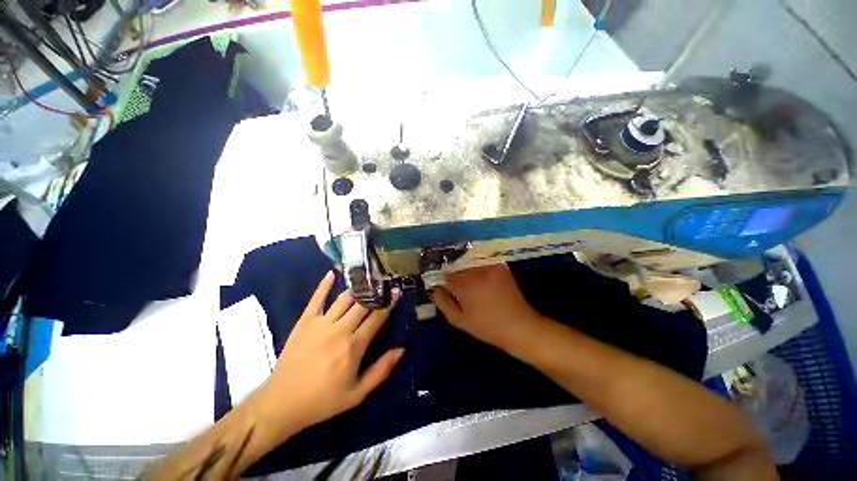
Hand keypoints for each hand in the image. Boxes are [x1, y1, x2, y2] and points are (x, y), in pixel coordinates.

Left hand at [253, 272, 403, 435]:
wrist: (282, 403)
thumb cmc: (323, 400)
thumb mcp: (357, 393)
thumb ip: (381, 370)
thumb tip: (401, 349)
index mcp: (354, 346)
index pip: (377, 318)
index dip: (388, 304)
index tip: (396, 292)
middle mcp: (340, 329)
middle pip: (363, 304)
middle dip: (375, 293)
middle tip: (383, 283)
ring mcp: (321, 323)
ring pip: (344, 298)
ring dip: (357, 289)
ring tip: (366, 280)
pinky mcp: (305, 321)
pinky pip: (317, 298)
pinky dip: (325, 284)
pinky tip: (333, 272)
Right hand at [432, 264, 542, 349]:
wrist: (519, 326)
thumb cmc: (486, 327)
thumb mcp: (459, 320)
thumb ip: (443, 302)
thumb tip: (434, 288)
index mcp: (464, 284)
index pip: (445, 275)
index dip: (444, 282)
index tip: (446, 288)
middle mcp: (476, 271)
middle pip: (457, 266)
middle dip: (455, 275)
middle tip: (460, 288)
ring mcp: (489, 266)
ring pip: (469, 263)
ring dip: (466, 270)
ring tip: (472, 284)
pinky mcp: (500, 266)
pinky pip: (482, 262)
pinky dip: (479, 267)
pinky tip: (483, 279)